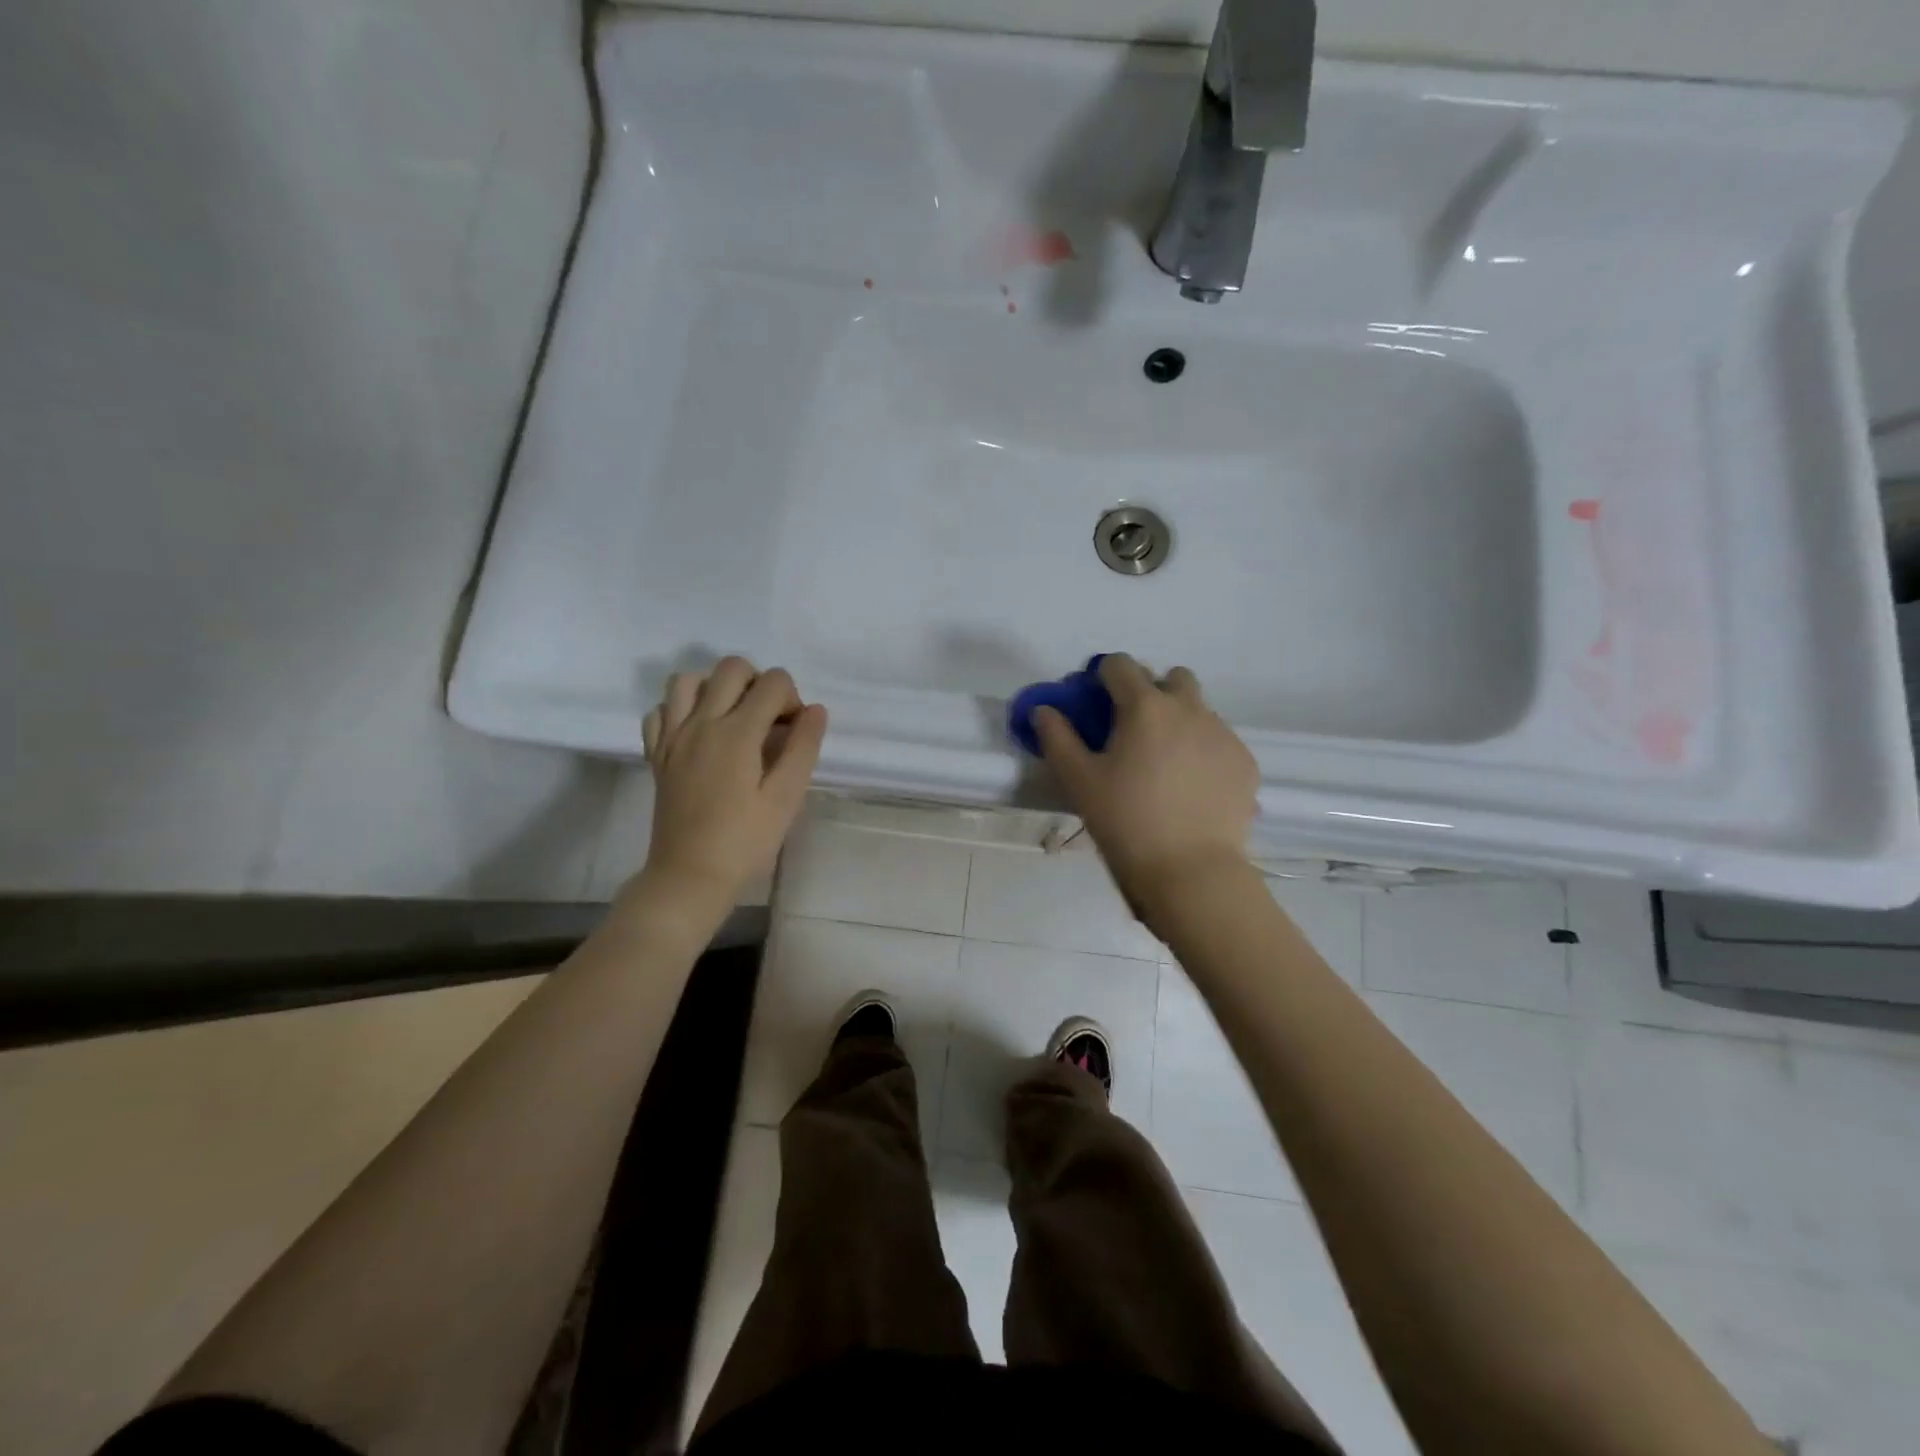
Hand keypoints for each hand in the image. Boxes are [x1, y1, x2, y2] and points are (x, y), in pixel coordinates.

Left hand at [634, 657, 826, 916]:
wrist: (689, 877)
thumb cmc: (745, 842)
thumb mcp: (786, 798)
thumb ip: (803, 748)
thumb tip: (816, 710)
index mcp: (737, 733)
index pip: (773, 683)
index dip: (793, 699)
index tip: (795, 732)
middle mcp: (701, 723)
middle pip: (731, 668)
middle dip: (759, 683)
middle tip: (769, 721)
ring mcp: (673, 737)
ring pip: (688, 680)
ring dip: (716, 687)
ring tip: (733, 717)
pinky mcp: (657, 754)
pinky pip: (661, 711)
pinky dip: (680, 710)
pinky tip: (699, 733)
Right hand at [1033, 655, 1257, 930]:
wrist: (1191, 871)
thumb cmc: (1126, 822)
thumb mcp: (1079, 781)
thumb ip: (1057, 737)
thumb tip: (1044, 710)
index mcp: (1145, 706)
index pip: (1120, 665)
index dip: (1103, 677)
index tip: (1095, 702)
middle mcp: (1189, 708)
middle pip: (1170, 678)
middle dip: (1150, 692)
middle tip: (1133, 731)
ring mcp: (1223, 734)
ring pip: (1199, 710)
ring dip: (1179, 721)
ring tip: (1164, 764)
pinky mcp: (1245, 762)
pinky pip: (1219, 741)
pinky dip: (1202, 750)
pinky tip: (1191, 787)